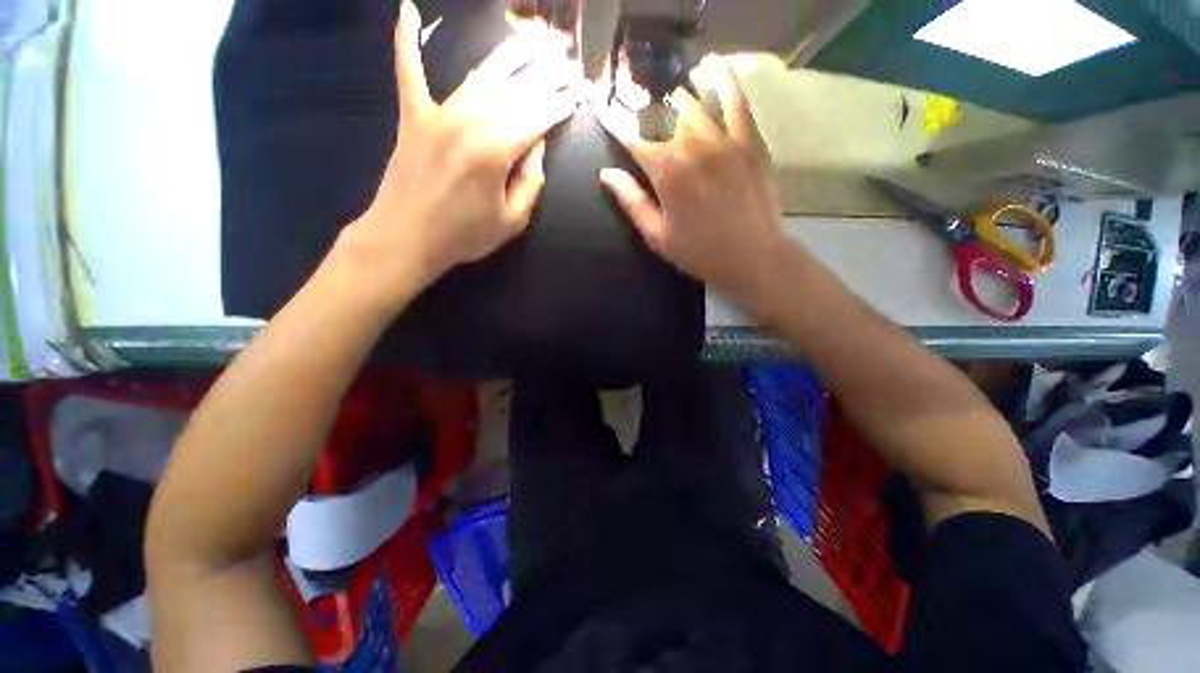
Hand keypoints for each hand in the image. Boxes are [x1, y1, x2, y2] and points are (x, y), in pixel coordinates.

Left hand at [332, 1, 577, 307]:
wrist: (407, 238)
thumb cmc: (465, 236)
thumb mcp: (512, 221)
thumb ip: (531, 184)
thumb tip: (537, 149)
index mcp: (497, 150)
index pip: (538, 118)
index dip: (559, 106)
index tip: (577, 95)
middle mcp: (470, 121)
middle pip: (516, 92)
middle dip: (545, 77)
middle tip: (566, 62)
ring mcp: (438, 114)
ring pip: (480, 76)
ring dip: (509, 56)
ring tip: (532, 40)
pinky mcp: (413, 116)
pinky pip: (408, 71)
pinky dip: (406, 40)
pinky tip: (408, 10)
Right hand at [597, 56, 785, 305]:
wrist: (752, 256)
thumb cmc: (699, 252)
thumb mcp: (657, 235)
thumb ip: (631, 201)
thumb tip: (605, 174)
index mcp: (666, 173)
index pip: (632, 137)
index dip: (615, 124)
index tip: (604, 113)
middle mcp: (692, 146)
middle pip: (659, 114)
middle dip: (642, 113)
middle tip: (638, 119)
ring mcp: (723, 139)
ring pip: (691, 102)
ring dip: (672, 101)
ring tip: (666, 106)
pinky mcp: (749, 139)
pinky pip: (735, 99)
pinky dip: (723, 79)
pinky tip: (712, 67)